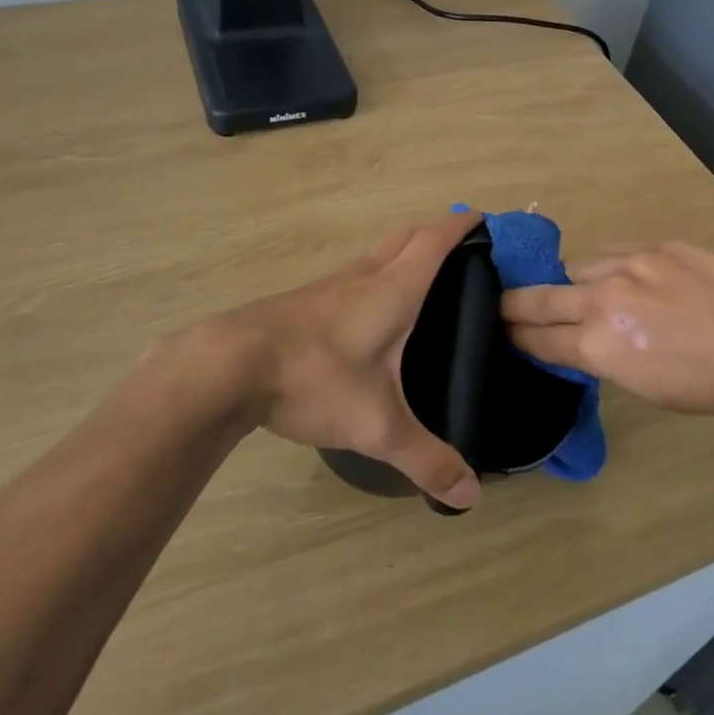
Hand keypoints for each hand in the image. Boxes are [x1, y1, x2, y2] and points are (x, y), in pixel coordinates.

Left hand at [159, 212, 483, 509]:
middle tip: (460, 251)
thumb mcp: (376, 426)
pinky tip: (369, 311)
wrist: (229, 365)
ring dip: (402, 251)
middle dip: (435, 233)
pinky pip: (353, 273)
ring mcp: (330, 284)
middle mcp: (364, 275)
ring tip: (421, 279)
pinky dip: (375, 274)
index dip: (461, 227)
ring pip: (376, 253)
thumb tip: (471, 496)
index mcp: (393, 289)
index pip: (435, 242)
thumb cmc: (315, 378)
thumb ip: (426, 459)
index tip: (484, 218)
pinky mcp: (306, 300)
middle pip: (405, 236)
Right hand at [501, 241, 713, 419]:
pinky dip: (603, 267)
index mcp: (599, 345)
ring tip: (569, 289)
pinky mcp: (655, 245)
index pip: (538, 339)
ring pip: (574, 266)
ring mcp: (629, 264)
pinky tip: (613, 276)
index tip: (501, 332)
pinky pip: (612, 253)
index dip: (515, 337)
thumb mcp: (646, 388)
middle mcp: (602, 299)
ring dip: (565, 281)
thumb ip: (603, 359)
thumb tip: (581, 344)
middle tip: (497, 303)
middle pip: (539, 297)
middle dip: (512, 304)